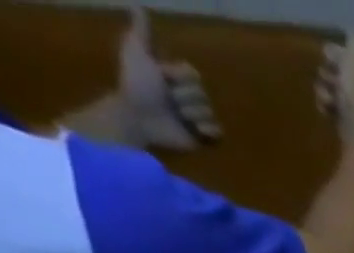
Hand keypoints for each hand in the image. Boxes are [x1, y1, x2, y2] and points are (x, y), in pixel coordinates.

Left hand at [117, 8, 219, 149]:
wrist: (140, 117)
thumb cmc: (137, 84)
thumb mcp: (136, 52)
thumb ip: (141, 33)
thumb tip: (139, 6)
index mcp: (176, 78)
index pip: (193, 74)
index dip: (179, 76)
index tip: (162, 77)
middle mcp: (188, 96)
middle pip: (202, 94)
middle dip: (184, 97)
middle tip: (168, 101)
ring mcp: (196, 118)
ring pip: (208, 112)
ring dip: (191, 114)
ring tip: (176, 117)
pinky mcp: (203, 138)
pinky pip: (218, 132)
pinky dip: (208, 131)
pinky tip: (196, 130)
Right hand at [316, 25, 353, 144]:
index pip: (346, 57)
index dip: (335, 54)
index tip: (329, 55)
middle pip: (334, 72)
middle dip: (327, 73)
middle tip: (332, 80)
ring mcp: (352, 108)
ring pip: (328, 89)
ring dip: (324, 90)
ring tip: (331, 99)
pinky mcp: (344, 123)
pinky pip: (326, 107)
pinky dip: (324, 106)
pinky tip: (328, 110)